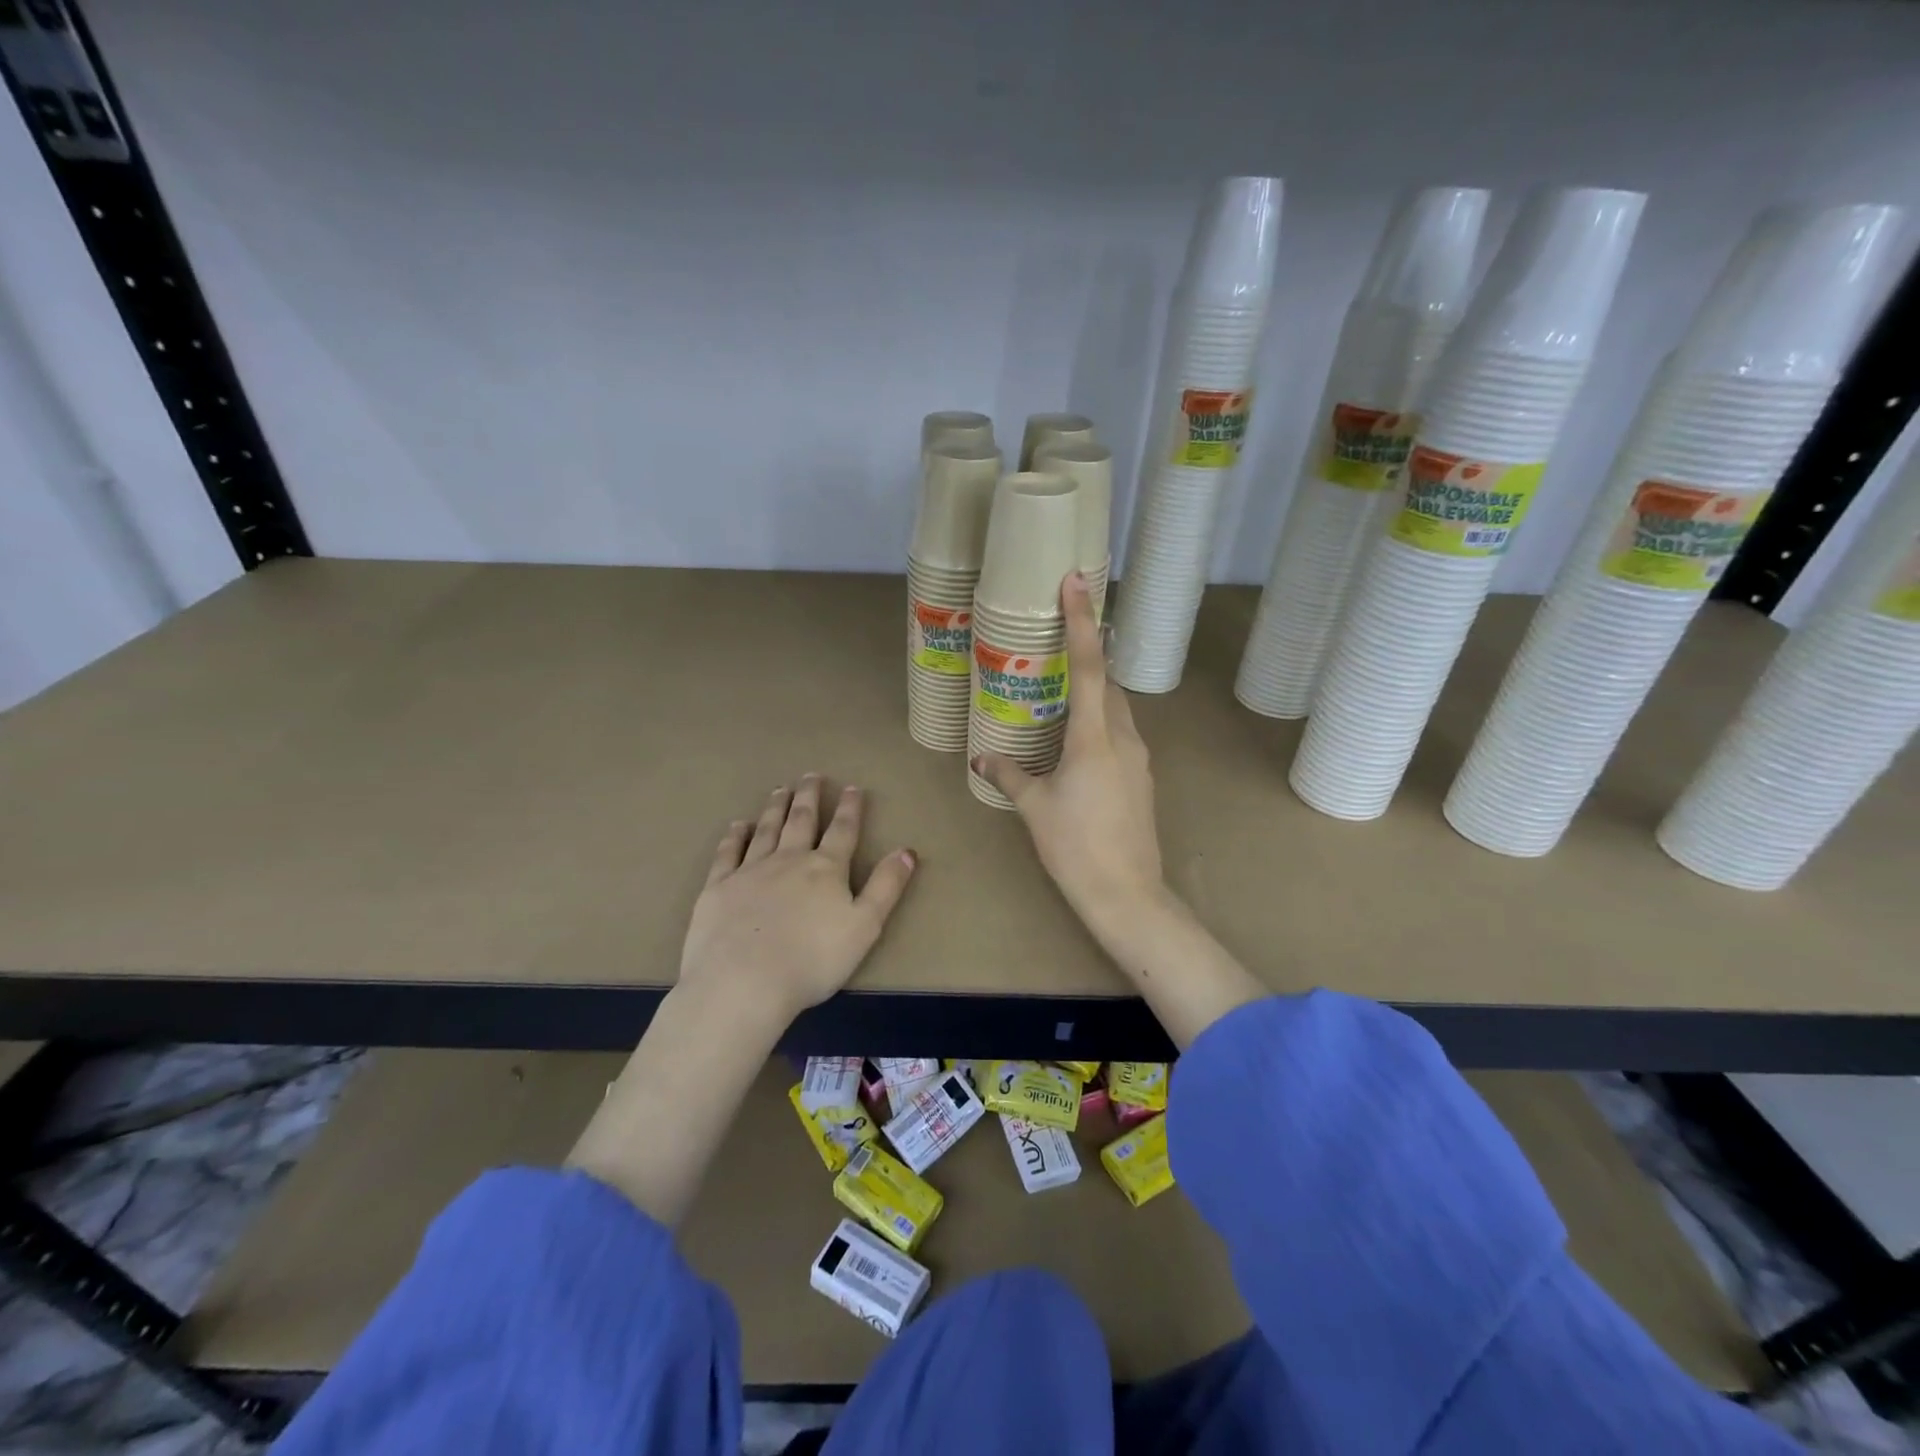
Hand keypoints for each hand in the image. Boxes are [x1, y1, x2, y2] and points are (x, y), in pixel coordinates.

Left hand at [680, 775, 916, 1021]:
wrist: (743, 982)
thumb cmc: (812, 960)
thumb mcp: (865, 926)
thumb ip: (886, 886)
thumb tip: (907, 851)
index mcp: (825, 869)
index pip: (843, 831)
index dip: (850, 808)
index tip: (852, 787)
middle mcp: (788, 860)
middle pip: (801, 820)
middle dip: (809, 797)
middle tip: (811, 775)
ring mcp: (750, 871)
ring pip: (766, 829)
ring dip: (775, 807)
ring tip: (780, 790)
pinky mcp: (718, 887)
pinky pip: (728, 853)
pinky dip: (734, 836)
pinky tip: (738, 825)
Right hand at [972, 574, 1166, 937]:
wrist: (1127, 894)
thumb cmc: (1075, 847)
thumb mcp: (1035, 807)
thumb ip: (1008, 774)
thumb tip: (980, 755)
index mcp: (1094, 737)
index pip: (1089, 665)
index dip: (1082, 620)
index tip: (1075, 581)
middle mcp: (1124, 737)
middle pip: (1108, 683)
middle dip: (1086, 658)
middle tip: (1054, 646)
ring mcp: (1139, 758)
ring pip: (1117, 709)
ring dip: (1093, 695)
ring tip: (1058, 697)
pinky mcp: (1142, 777)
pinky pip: (1121, 734)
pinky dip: (1100, 724)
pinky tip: (1075, 745)